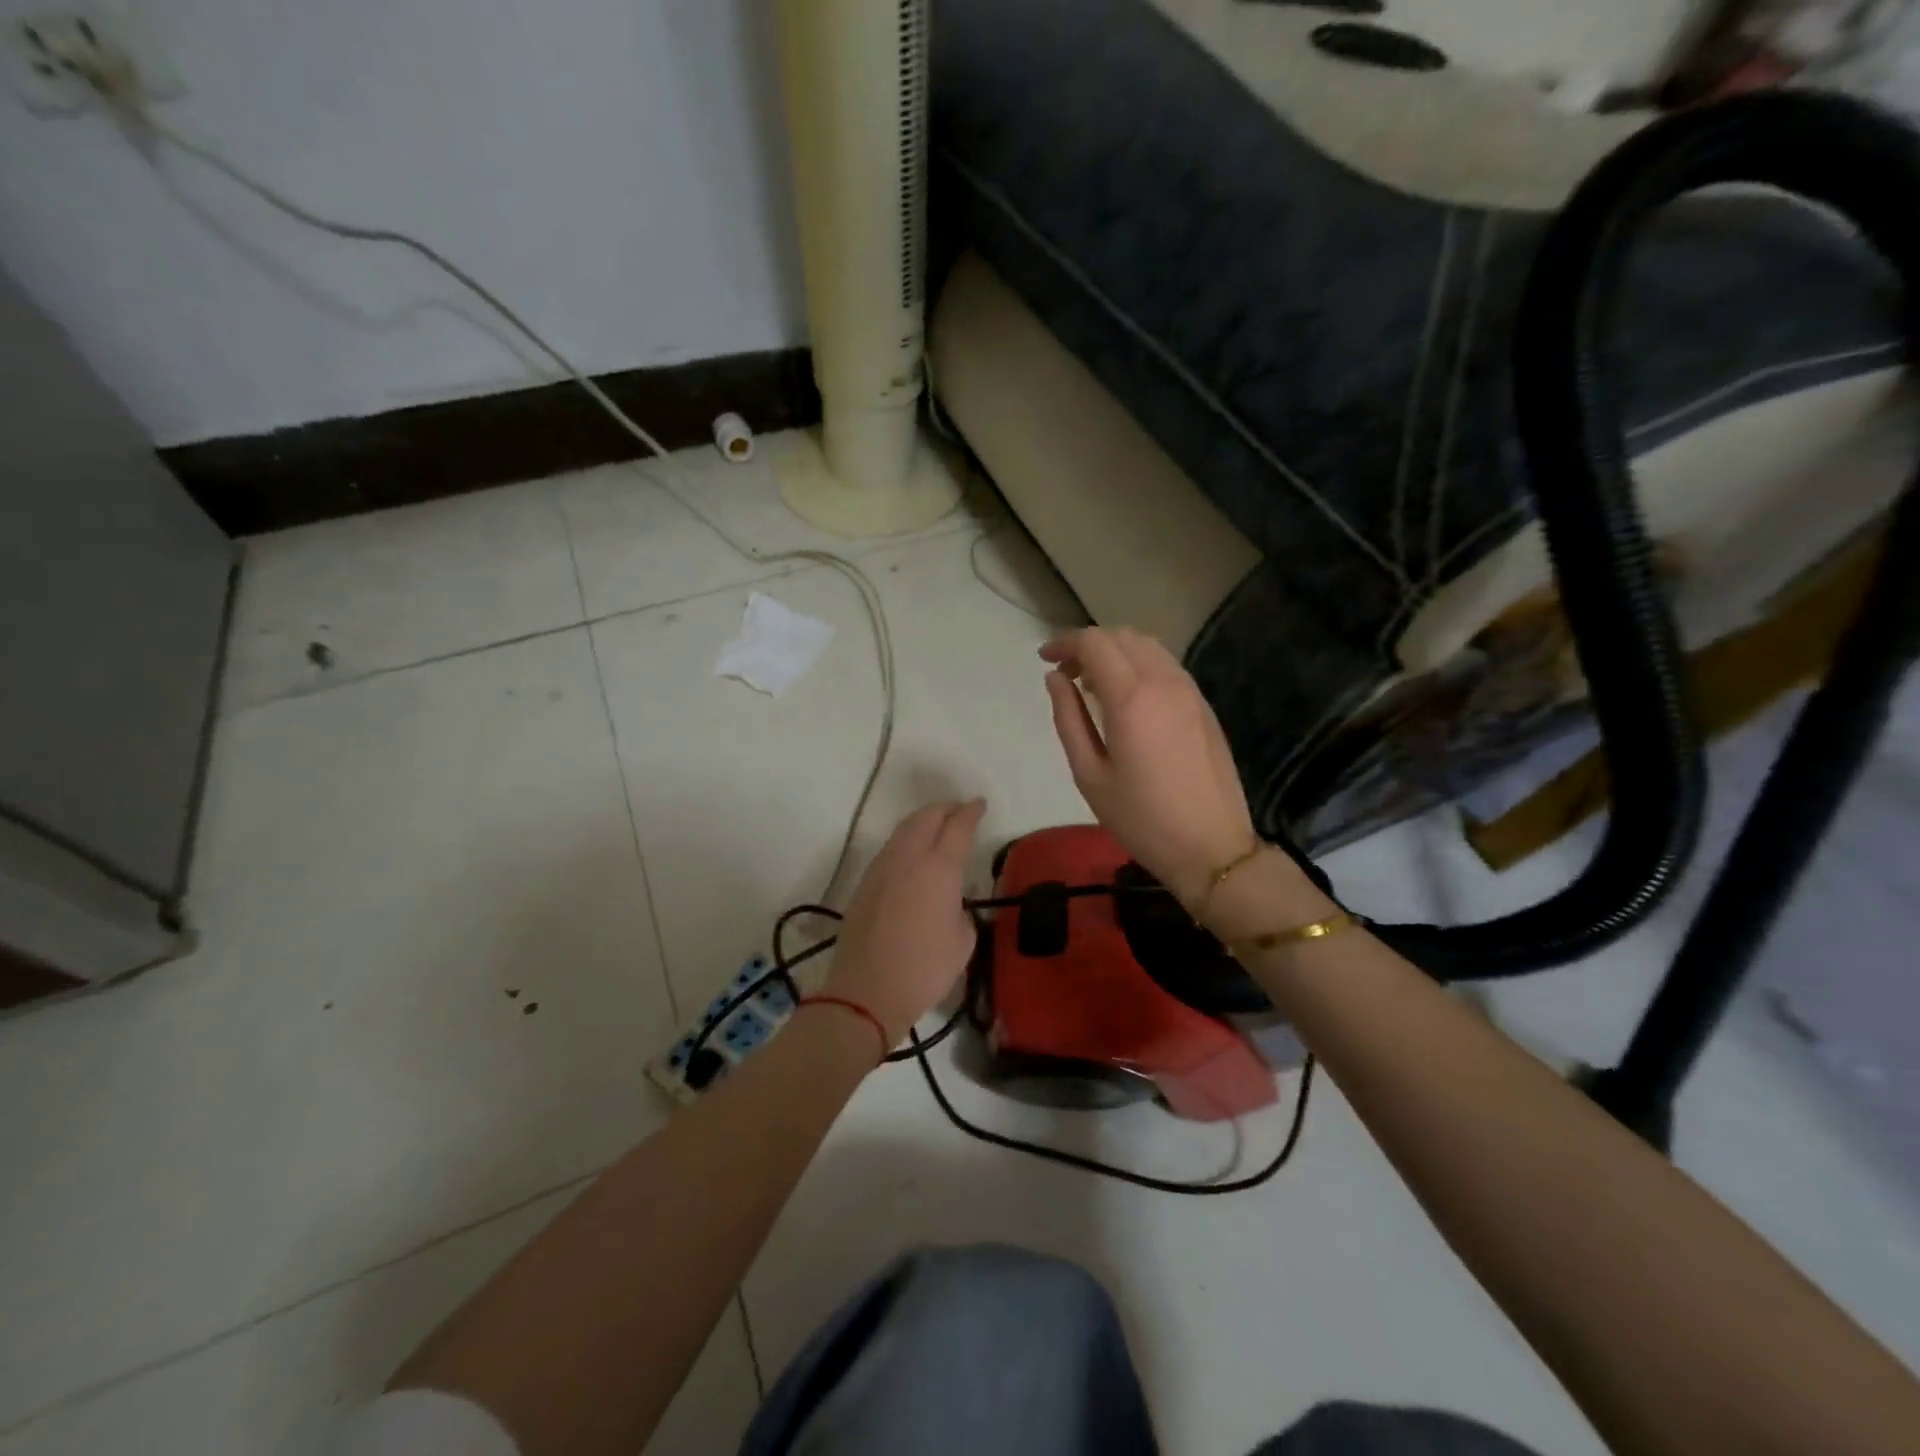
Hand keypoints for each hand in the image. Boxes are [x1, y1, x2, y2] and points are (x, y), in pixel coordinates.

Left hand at [822, 799, 985, 1045]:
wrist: (866, 991)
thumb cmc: (924, 970)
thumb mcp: (963, 942)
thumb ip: (961, 910)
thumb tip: (952, 901)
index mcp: (939, 869)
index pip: (958, 826)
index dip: (971, 812)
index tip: (979, 805)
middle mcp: (908, 858)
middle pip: (926, 816)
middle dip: (945, 809)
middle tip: (960, 812)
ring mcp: (882, 868)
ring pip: (904, 829)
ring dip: (923, 822)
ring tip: (936, 828)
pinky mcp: (865, 883)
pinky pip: (890, 849)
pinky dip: (906, 841)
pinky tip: (913, 856)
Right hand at [1042, 628, 1259, 905]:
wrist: (1211, 847)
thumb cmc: (1141, 818)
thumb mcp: (1090, 774)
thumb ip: (1068, 718)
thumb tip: (1056, 679)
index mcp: (1131, 698)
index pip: (1094, 642)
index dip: (1065, 643)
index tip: (1044, 660)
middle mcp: (1164, 681)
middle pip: (1122, 636)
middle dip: (1088, 644)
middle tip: (1065, 674)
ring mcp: (1189, 690)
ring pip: (1147, 646)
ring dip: (1115, 651)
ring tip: (1092, 685)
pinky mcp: (1203, 704)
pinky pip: (1165, 665)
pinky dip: (1138, 665)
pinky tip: (1126, 697)